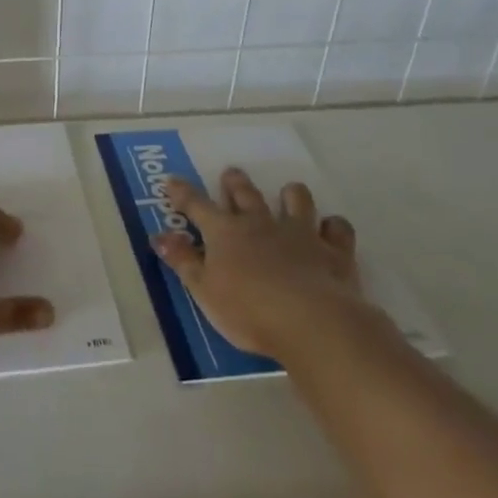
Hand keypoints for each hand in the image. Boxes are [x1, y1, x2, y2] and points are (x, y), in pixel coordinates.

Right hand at [151, 168, 359, 361]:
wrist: (313, 323)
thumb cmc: (248, 310)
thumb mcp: (204, 291)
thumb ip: (183, 261)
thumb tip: (160, 236)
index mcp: (225, 233)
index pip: (197, 206)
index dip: (183, 193)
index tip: (172, 181)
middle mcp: (261, 224)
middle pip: (246, 194)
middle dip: (235, 183)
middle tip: (232, 174)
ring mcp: (300, 234)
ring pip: (296, 200)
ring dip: (290, 195)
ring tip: (288, 194)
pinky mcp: (334, 251)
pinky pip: (337, 228)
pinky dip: (333, 226)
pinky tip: (330, 230)